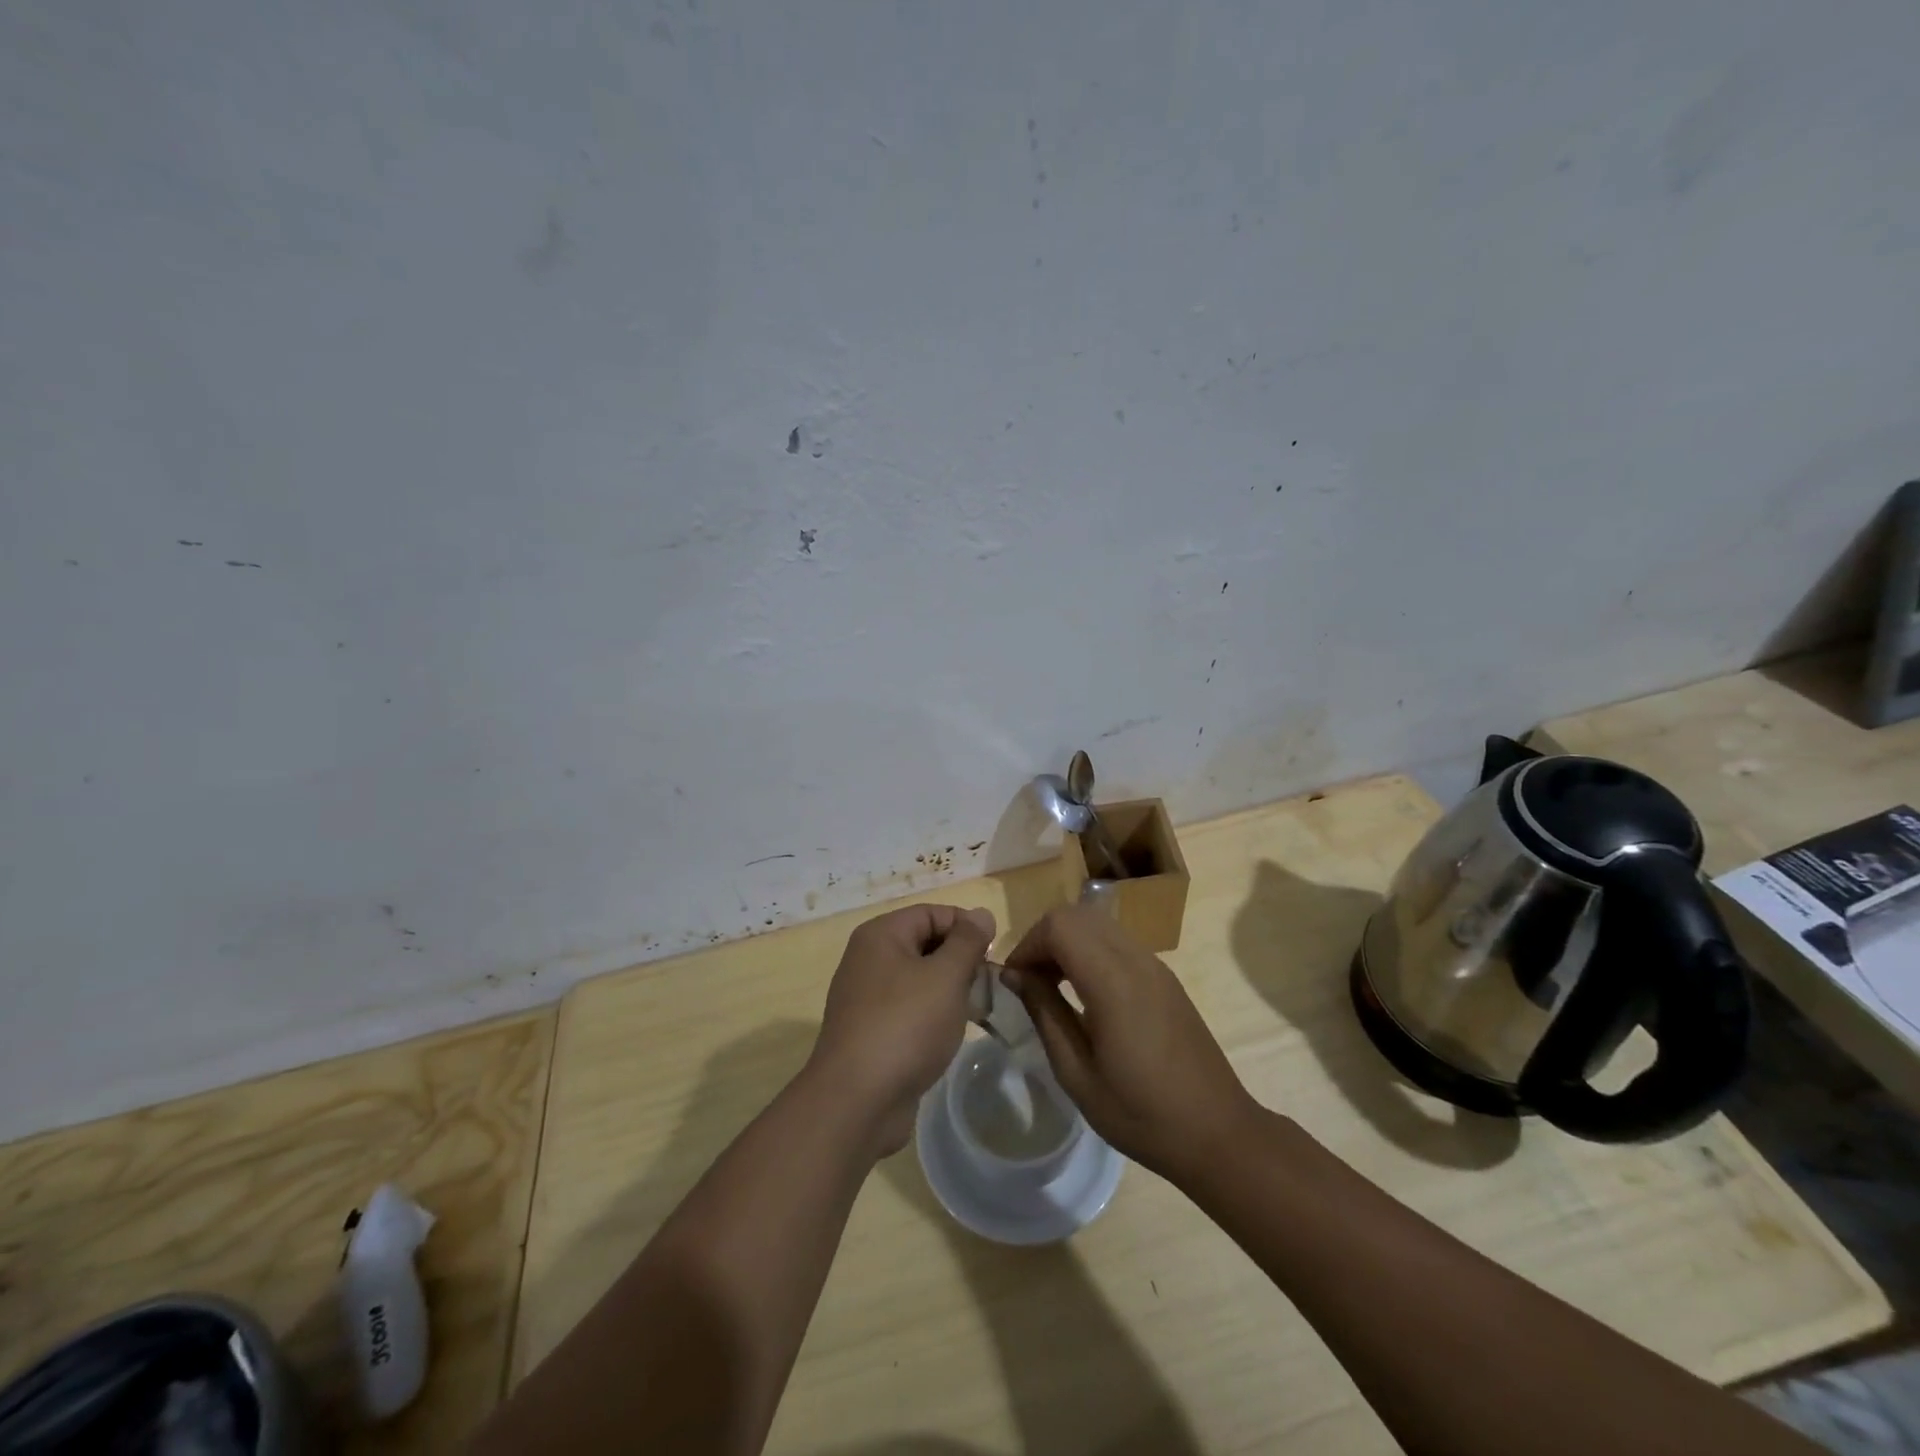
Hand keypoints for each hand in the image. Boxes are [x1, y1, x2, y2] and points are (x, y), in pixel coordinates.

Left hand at [808, 903, 996, 1155]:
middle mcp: (868, 959)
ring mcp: (866, 998)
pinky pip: (909, 1010)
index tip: (994, 954)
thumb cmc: (906, 1025)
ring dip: (950, 990)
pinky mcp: (870, 1032)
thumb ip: (967, 941)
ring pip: (919, 980)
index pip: (932, 913)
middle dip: (961, 960)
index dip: (966, 927)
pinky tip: (951, 1035)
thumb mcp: (946, 976)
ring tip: (977, 1010)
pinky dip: (932, 1016)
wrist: (857, 1101)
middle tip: (989, 985)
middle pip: (925, 944)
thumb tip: (980, 913)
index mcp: (881, 935)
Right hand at [1001, 904, 1256, 1182]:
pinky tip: (1085, 994)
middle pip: (1077, 915)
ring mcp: (1155, 965)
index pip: (1059, 926)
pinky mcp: (1165, 976)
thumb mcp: (1077, 1074)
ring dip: (1067, 943)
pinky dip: (1089, 951)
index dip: (1027, 945)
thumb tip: (1014, 975)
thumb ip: (1044, 1013)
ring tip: (1053, 987)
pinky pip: (1117, 942)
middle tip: (1029, 982)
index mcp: (1113, 982)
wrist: (1218, 1134)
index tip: (1014, 982)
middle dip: (1043, 939)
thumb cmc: (1141, 1114)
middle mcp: (1136, 960)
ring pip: (1098, 924)